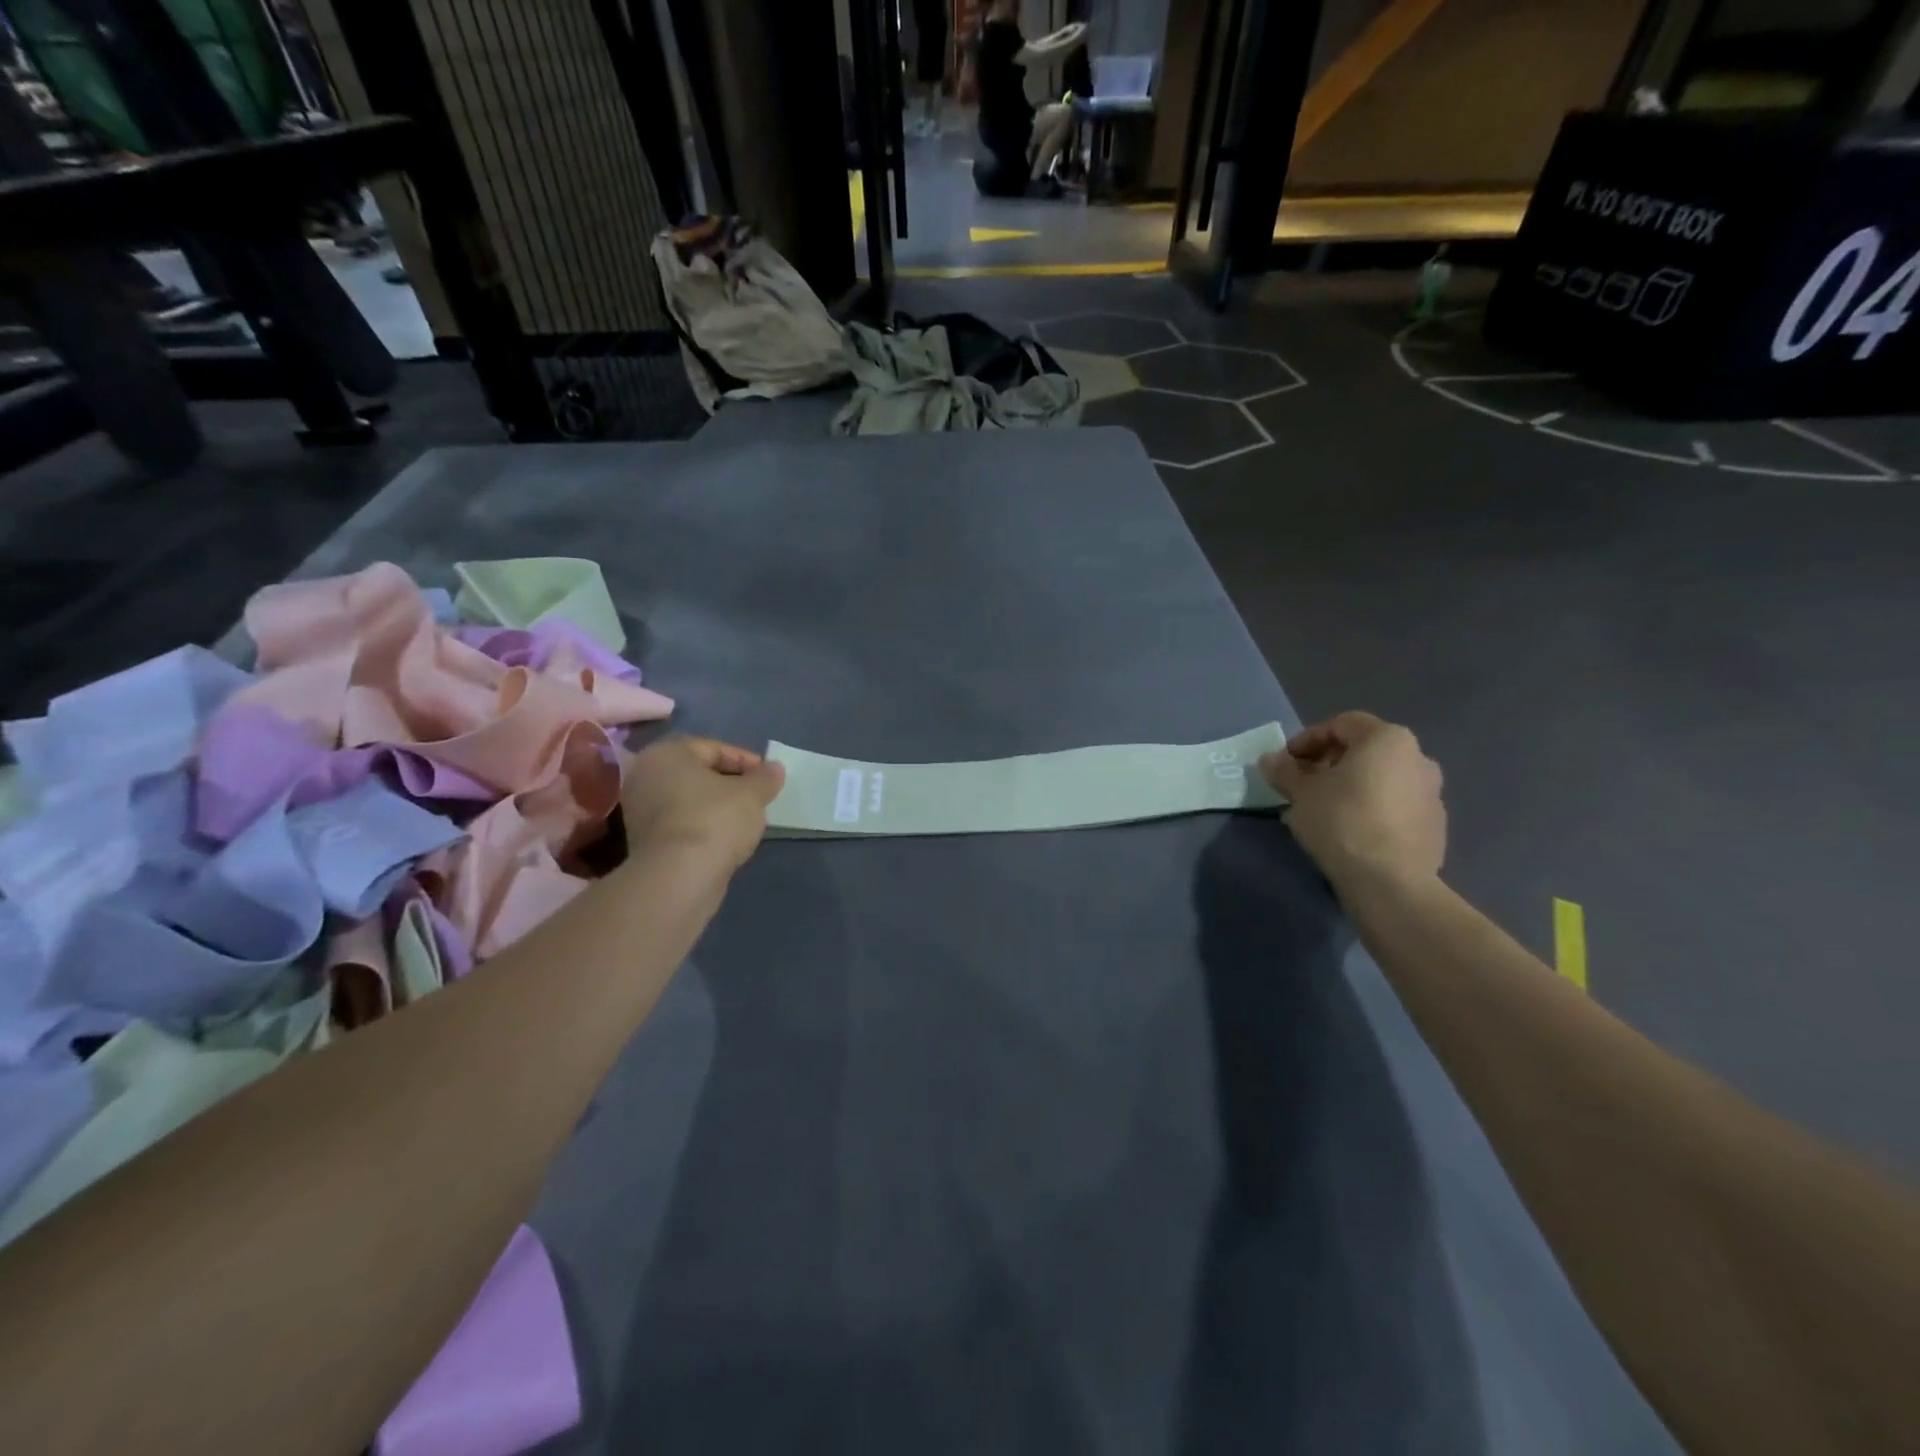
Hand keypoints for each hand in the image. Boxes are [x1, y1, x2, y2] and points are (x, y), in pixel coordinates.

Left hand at [619, 737, 785, 872]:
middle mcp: (645, 776)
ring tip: (745, 819)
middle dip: (730, 783)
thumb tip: (774, 769)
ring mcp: (640, 810)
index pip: (713, 748)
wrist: (679, 877)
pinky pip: (681, 823)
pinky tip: (725, 839)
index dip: (746, 761)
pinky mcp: (643, 841)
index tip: (768, 778)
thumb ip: (765, 778)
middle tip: (757, 796)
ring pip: (689, 799)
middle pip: (698, 773)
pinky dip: (703, 825)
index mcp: (666, 754)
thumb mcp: (752, 794)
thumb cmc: (715, 820)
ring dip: (717, 806)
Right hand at [1258, 713, 1445, 884]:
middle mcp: (1418, 758)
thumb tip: (1269, 760)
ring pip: (1381, 779)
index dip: (1307, 739)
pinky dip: (1371, 808)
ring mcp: (1432, 793)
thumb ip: (1284, 771)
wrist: (1390, 881)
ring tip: (1322, 810)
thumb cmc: (1342, 821)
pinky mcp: (1434, 825)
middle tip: (1302, 785)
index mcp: (1388, 740)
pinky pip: (1395, 806)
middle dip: (1329, 764)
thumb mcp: (1301, 793)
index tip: (1286, 762)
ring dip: (1350, 787)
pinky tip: (1349, 831)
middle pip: (1364, 751)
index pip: (1341, 724)